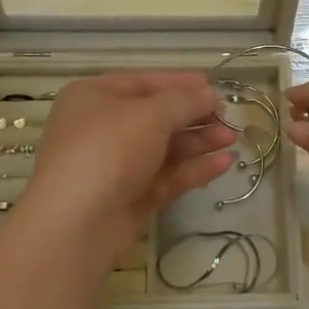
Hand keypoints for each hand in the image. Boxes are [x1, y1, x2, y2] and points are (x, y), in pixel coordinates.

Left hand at [15, 72, 235, 270]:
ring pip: (164, 147)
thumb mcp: (150, 115)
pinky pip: (166, 176)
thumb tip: (210, 93)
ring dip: (198, 141)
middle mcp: (102, 127)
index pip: (145, 82)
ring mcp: (116, 165)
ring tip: (232, 139)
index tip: (215, 86)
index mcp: (95, 96)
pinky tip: (224, 163)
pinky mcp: (129, 197)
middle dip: (194, 115)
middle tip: (229, 117)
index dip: (181, 83)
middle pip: (157, 116)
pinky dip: (193, 168)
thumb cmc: (108, 150)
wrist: (75, 225)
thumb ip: (184, 101)